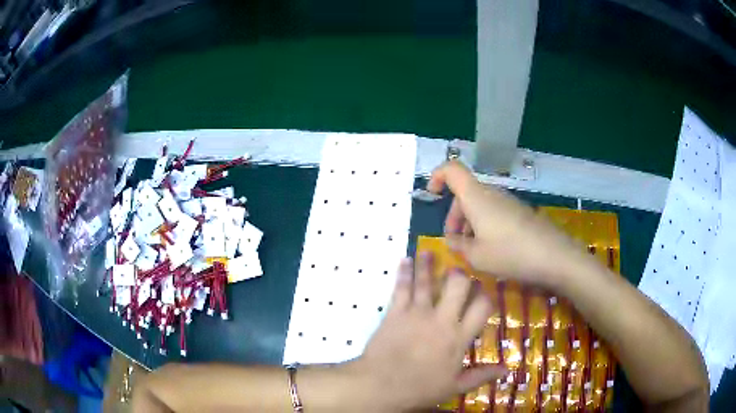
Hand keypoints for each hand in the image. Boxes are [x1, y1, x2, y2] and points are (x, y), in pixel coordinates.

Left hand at [352, 253, 505, 411]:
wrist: (381, 385)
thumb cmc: (420, 389)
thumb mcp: (455, 387)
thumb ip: (481, 375)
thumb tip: (506, 369)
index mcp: (458, 337)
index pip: (481, 307)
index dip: (486, 296)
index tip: (484, 291)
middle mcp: (441, 319)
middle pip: (456, 286)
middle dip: (460, 275)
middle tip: (459, 271)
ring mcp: (417, 314)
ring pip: (426, 282)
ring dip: (428, 265)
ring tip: (428, 251)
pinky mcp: (395, 313)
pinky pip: (401, 288)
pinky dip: (403, 273)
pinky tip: (405, 260)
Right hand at [426, 161, 584, 288]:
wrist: (553, 255)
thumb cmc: (510, 253)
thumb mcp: (476, 256)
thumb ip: (458, 246)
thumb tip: (452, 240)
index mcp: (475, 197)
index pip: (451, 169)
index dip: (437, 176)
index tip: (432, 195)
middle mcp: (491, 193)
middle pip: (464, 193)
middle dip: (454, 216)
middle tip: (455, 243)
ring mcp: (507, 201)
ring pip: (479, 204)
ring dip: (469, 224)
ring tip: (473, 251)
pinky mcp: (519, 211)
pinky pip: (494, 211)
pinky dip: (485, 226)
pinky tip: (491, 249)